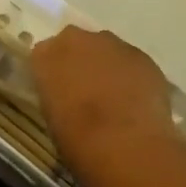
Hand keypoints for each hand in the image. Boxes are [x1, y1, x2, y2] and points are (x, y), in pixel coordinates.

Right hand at [30, 26, 178, 179]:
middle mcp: (76, 40)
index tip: (59, 92)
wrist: (126, 146)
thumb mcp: (53, 119)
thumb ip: (57, 96)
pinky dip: (133, 76)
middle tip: (87, 92)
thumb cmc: (78, 141)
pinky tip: (138, 102)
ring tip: (117, 99)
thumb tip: (68, 98)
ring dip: (108, 67)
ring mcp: (111, 44)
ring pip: (106, 50)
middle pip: (76, 44)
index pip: (44, 55)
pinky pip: (132, 62)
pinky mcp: (142, 56)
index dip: (53, 74)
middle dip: (81, 62)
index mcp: (45, 55)